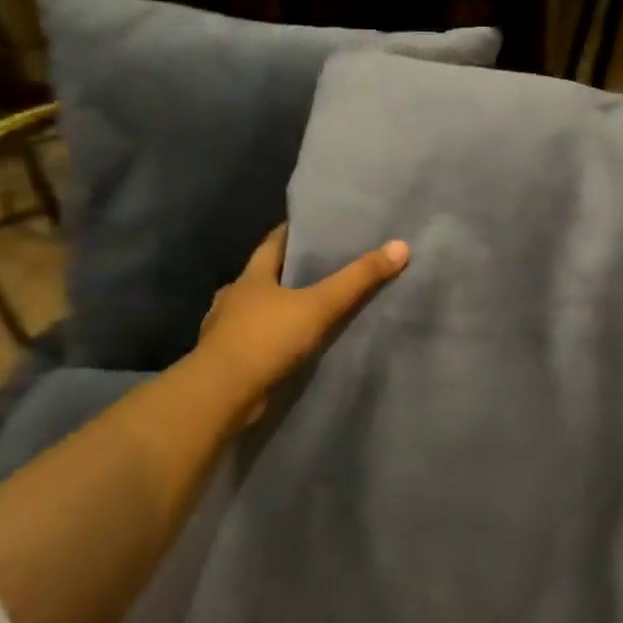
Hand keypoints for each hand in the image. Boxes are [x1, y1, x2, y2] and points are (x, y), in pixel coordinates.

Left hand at [193, 225, 408, 427]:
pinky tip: (287, 346)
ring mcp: (225, 331)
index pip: (272, 244)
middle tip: (320, 267)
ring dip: (276, 308)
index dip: (291, 233)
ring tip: (306, 308)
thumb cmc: (266, 338)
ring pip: (255, 311)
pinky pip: (254, 341)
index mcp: (251, 278)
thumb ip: (358, 279)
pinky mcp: (228, 361)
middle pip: (263, 277)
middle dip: (287, 272)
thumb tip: (401, 246)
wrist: (221, 395)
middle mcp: (233, 299)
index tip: (313, 226)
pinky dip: (270, 339)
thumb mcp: (320, 305)